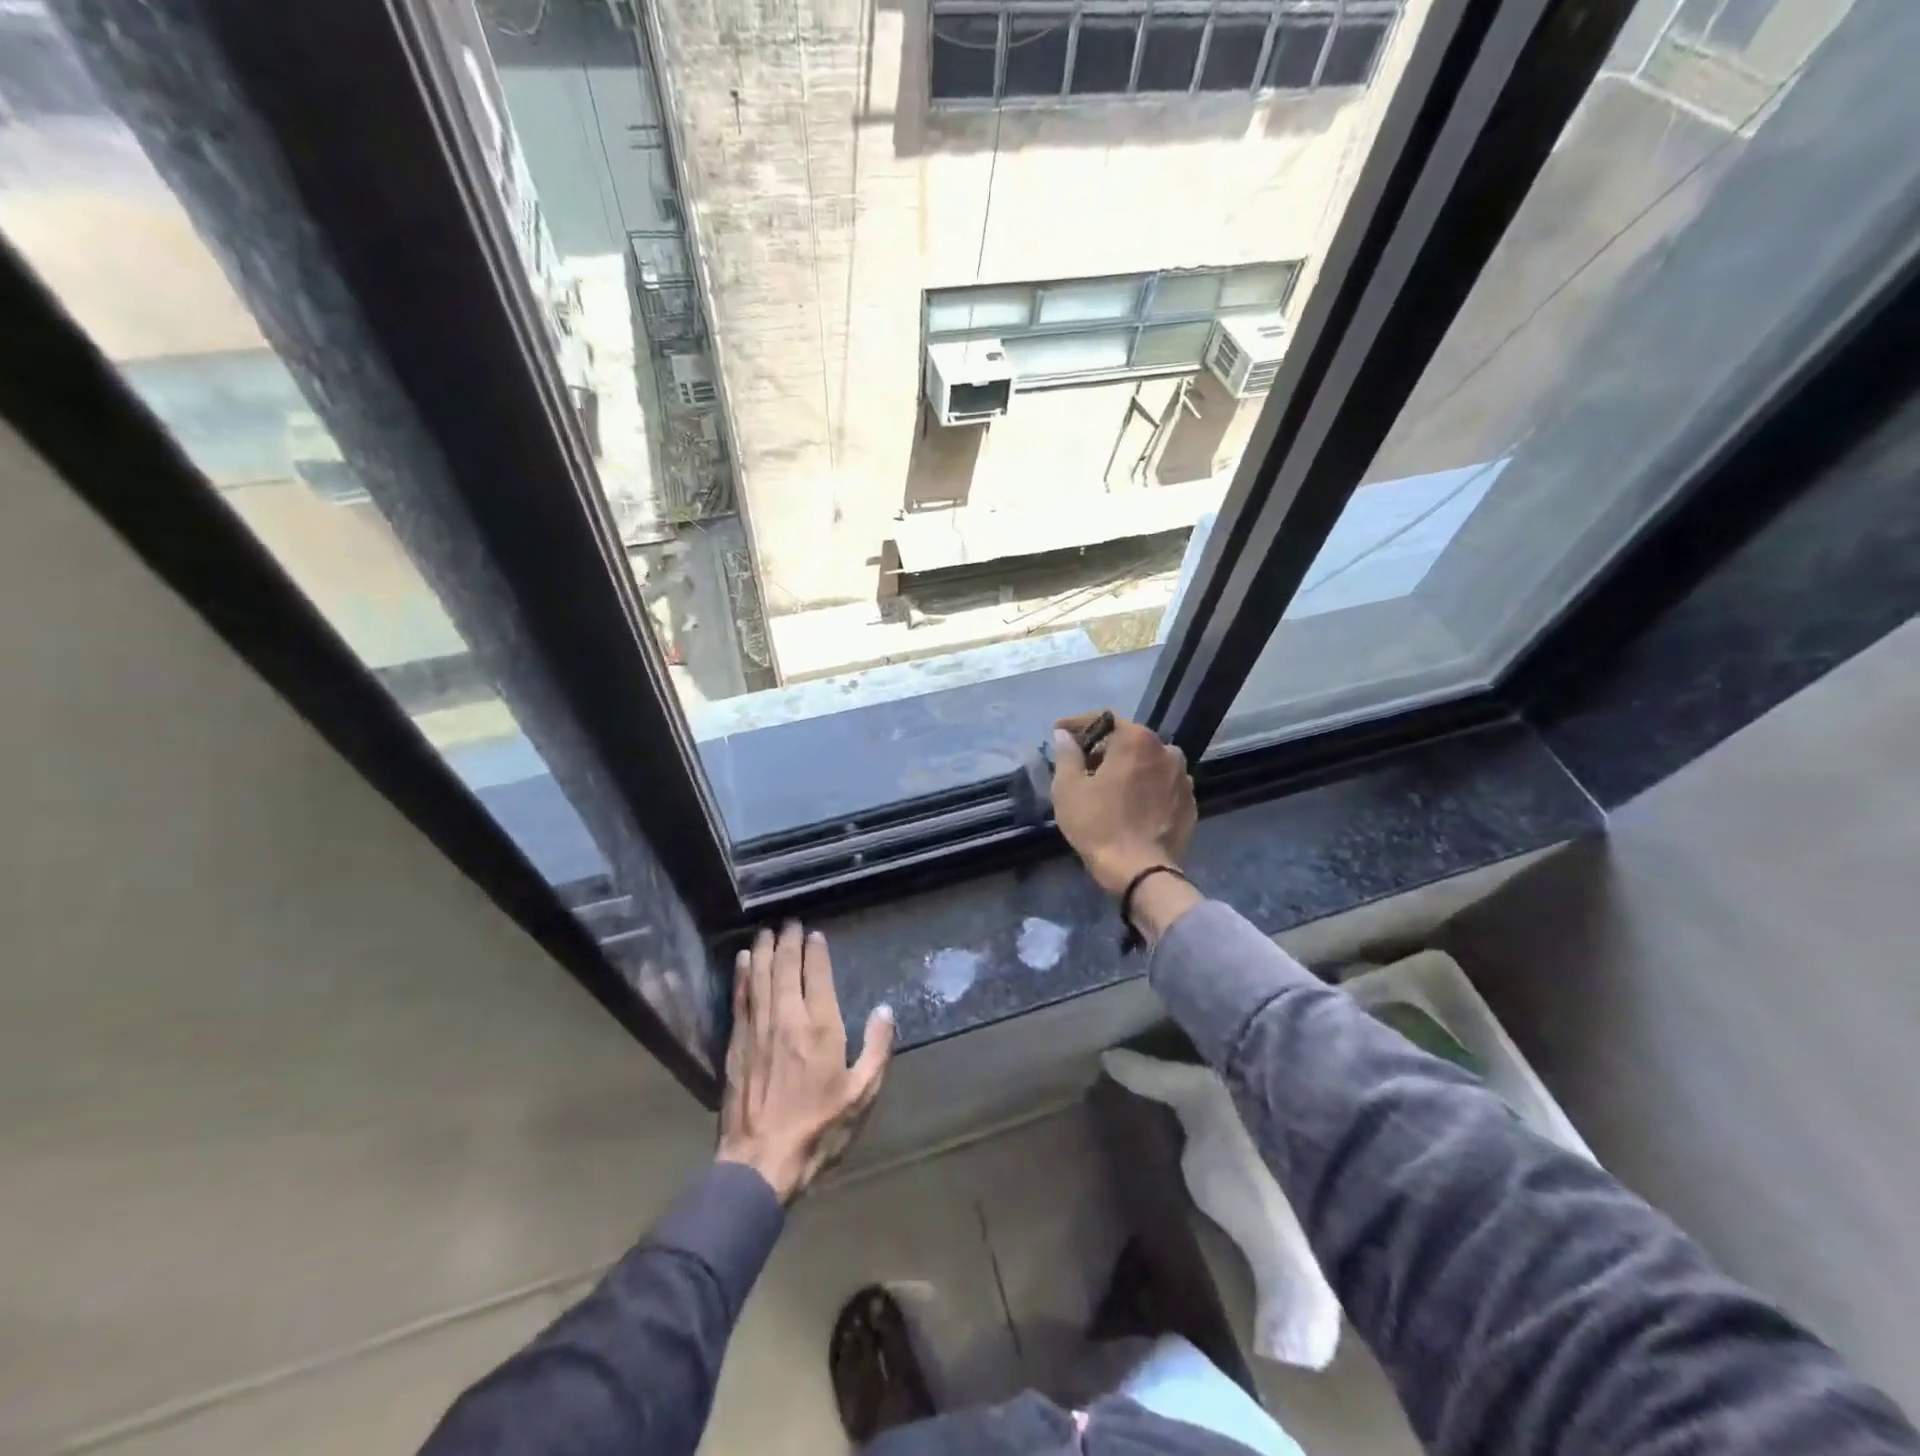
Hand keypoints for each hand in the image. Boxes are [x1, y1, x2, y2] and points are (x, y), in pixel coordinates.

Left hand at [718, 922, 894, 1203]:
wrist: (761, 1162)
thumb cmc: (819, 1129)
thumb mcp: (862, 1095)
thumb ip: (877, 1049)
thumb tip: (886, 1011)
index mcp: (820, 1028)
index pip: (817, 976)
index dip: (815, 951)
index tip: (814, 934)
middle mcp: (787, 1019)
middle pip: (784, 968)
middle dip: (787, 941)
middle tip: (788, 921)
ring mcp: (758, 1029)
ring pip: (759, 977)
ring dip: (762, 951)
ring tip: (765, 931)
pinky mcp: (736, 1044)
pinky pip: (740, 999)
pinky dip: (742, 976)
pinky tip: (742, 961)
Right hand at [1050, 712, 1196, 897]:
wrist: (1140, 871)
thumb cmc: (1098, 825)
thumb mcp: (1069, 788)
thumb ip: (1067, 754)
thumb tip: (1064, 734)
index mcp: (1137, 740)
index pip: (1104, 718)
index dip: (1077, 724)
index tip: (1059, 731)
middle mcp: (1167, 750)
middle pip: (1129, 740)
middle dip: (1104, 748)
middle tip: (1082, 765)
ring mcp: (1183, 778)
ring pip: (1148, 763)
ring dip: (1128, 768)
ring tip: (1108, 787)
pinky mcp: (1189, 803)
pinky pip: (1162, 785)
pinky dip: (1146, 788)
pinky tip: (1131, 805)